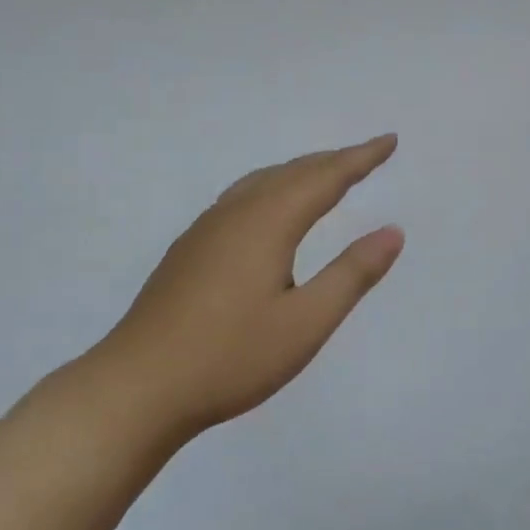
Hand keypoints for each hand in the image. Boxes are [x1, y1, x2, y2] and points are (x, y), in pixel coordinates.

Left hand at [79, 135, 404, 440]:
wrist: (136, 389)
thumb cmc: (230, 358)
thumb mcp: (306, 323)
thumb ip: (352, 274)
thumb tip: (393, 231)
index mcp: (267, 224)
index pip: (325, 178)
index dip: (360, 158)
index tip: (389, 140)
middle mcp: (235, 214)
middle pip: (292, 173)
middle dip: (333, 160)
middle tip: (368, 155)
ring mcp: (205, 230)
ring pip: (262, 182)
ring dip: (300, 172)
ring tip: (325, 175)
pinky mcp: (189, 251)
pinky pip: (241, 198)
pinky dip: (272, 189)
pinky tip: (269, 212)